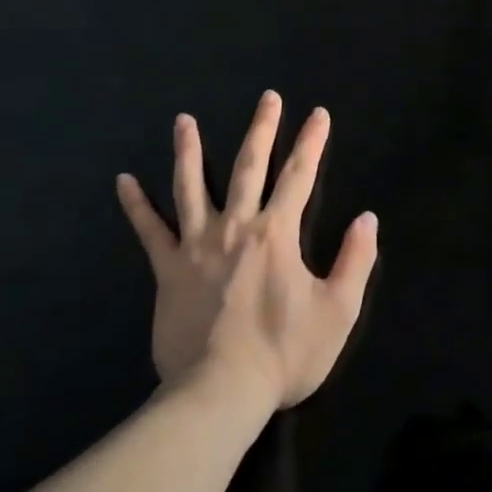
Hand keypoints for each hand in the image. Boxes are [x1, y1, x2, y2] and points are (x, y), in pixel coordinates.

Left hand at [116, 91, 377, 411]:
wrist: (218, 394)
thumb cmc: (284, 353)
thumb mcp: (338, 311)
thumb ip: (355, 260)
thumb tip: (367, 218)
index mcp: (277, 233)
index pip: (300, 175)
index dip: (312, 142)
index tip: (318, 114)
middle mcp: (236, 227)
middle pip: (249, 166)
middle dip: (263, 129)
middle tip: (268, 98)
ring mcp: (196, 246)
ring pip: (191, 186)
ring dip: (189, 150)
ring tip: (184, 120)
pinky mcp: (167, 270)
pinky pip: (149, 231)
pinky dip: (136, 205)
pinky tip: (124, 181)